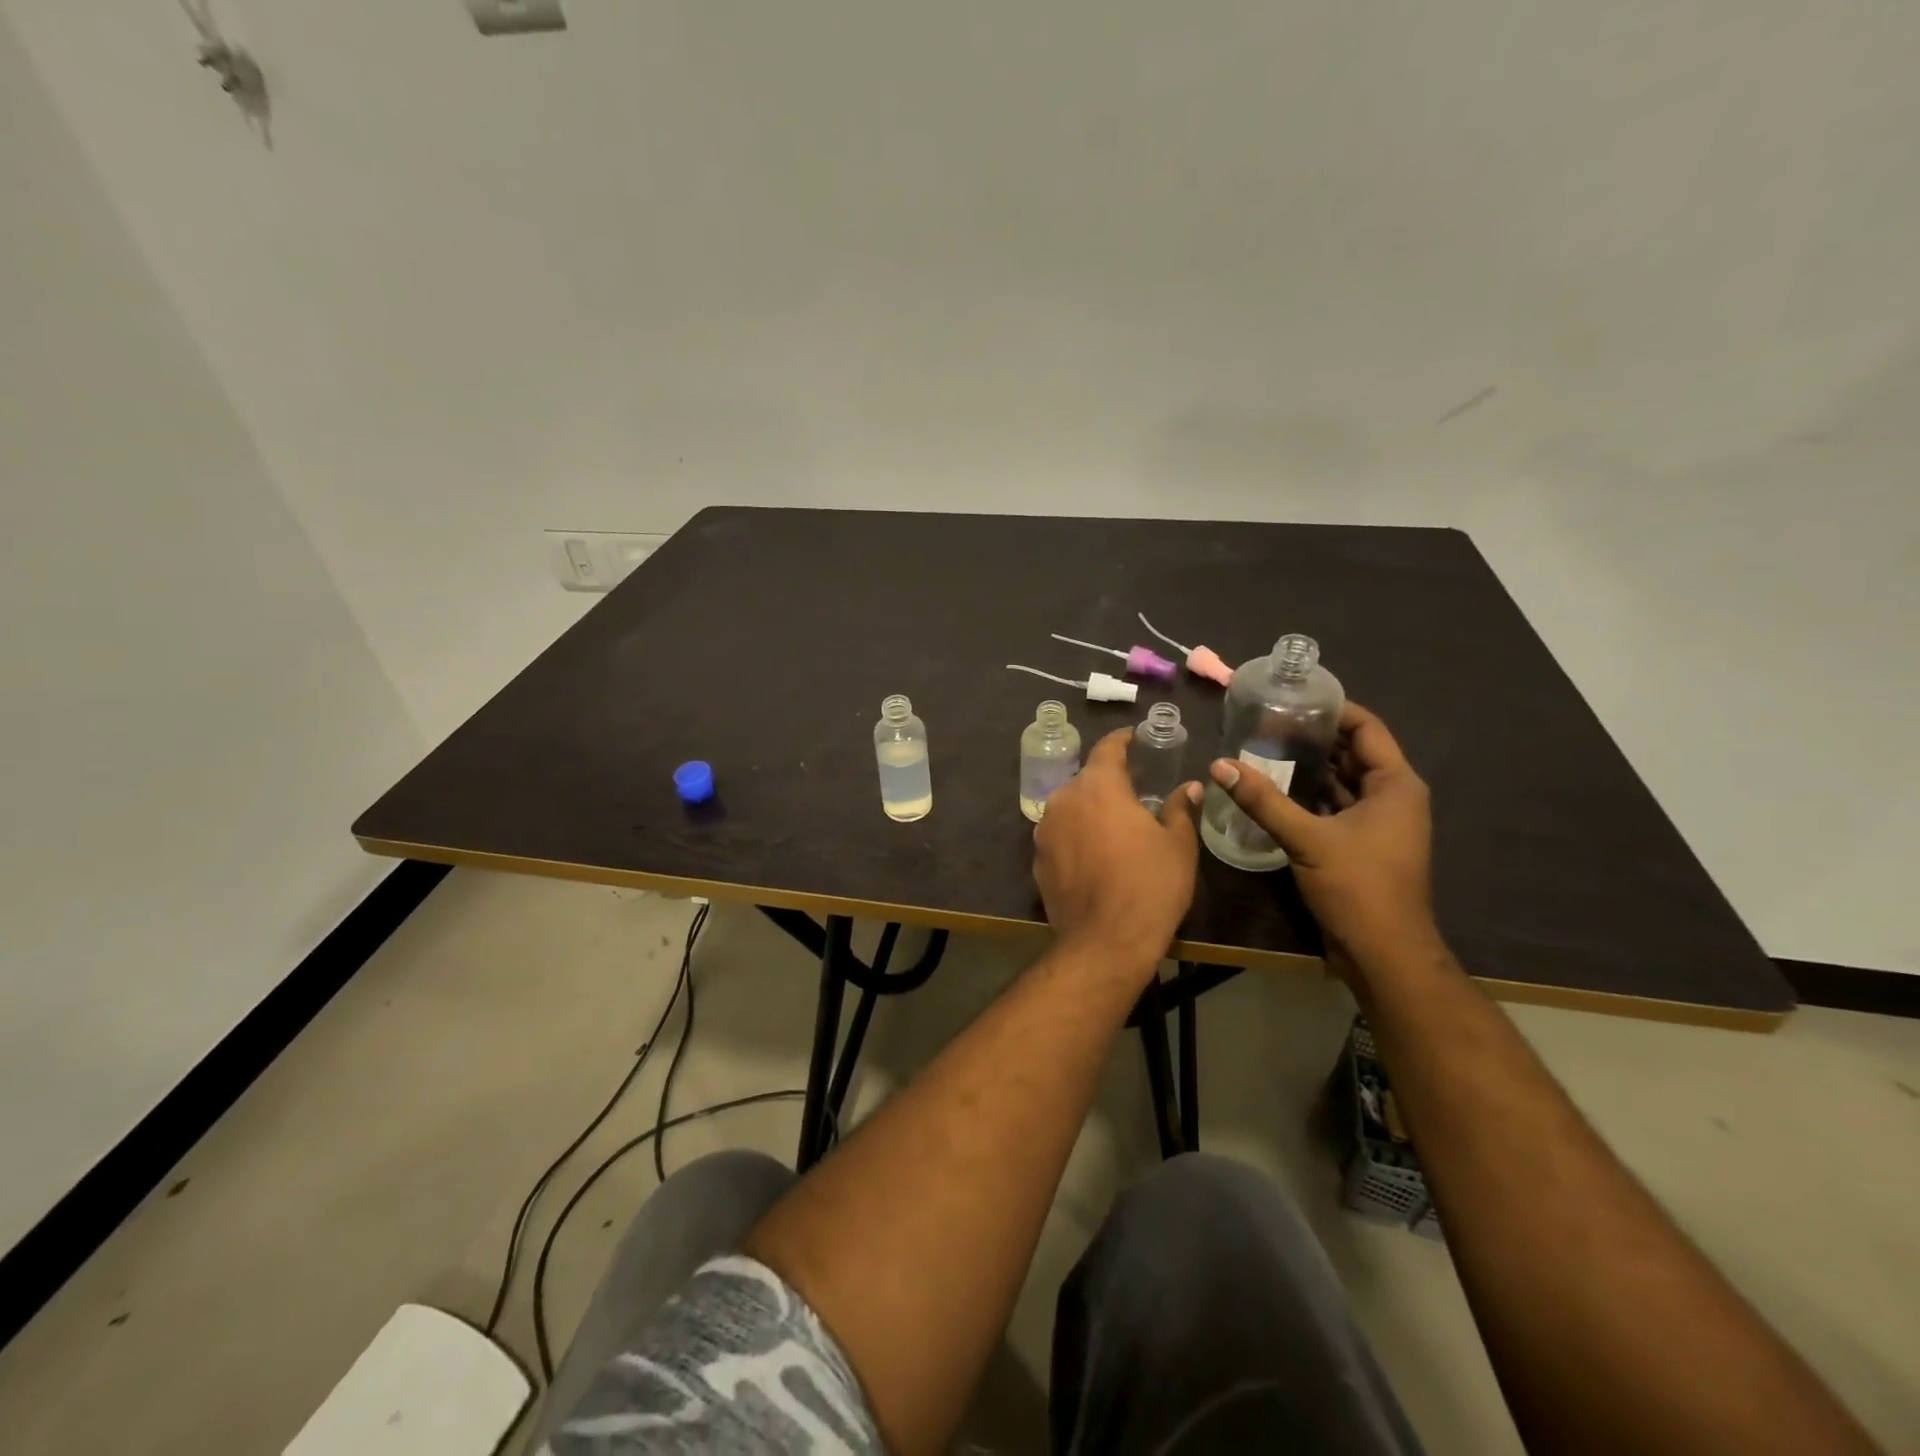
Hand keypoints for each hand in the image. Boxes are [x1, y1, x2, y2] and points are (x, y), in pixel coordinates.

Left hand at [1033, 729, 1201, 972]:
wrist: (1105, 942)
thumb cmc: (1150, 886)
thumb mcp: (1178, 845)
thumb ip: (1180, 809)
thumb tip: (1190, 787)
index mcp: (1098, 786)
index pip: (1107, 748)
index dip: (1123, 740)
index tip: (1135, 738)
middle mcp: (1064, 800)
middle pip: (1087, 780)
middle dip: (1109, 782)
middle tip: (1135, 792)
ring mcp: (1044, 830)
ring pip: (1071, 808)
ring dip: (1090, 811)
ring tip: (1115, 828)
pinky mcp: (1037, 860)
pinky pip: (1060, 836)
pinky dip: (1076, 837)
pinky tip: (1095, 858)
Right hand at [1208, 701, 1435, 963]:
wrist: (1384, 954)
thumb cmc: (1358, 887)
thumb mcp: (1307, 839)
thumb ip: (1263, 800)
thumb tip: (1218, 764)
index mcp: (1395, 785)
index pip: (1367, 728)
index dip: (1334, 709)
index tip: (1293, 698)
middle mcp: (1393, 798)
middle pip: (1353, 753)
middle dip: (1314, 737)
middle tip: (1268, 722)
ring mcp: (1378, 824)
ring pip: (1342, 782)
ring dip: (1308, 768)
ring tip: (1264, 749)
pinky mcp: (1361, 846)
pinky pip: (1335, 807)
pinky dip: (1309, 796)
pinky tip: (1273, 790)